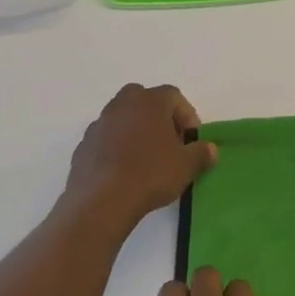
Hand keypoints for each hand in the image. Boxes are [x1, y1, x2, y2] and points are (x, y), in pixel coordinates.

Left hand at [65, 84, 216, 226]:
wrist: (102, 200)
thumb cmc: (150, 174)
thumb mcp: (187, 166)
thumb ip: (202, 153)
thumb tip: (210, 149)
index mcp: (149, 101)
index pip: (174, 96)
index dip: (187, 116)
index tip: (191, 139)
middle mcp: (122, 104)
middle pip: (145, 100)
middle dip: (159, 117)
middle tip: (169, 142)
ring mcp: (100, 123)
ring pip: (124, 118)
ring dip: (136, 131)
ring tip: (147, 159)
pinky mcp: (84, 144)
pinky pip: (107, 138)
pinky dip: (117, 147)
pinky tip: (124, 171)